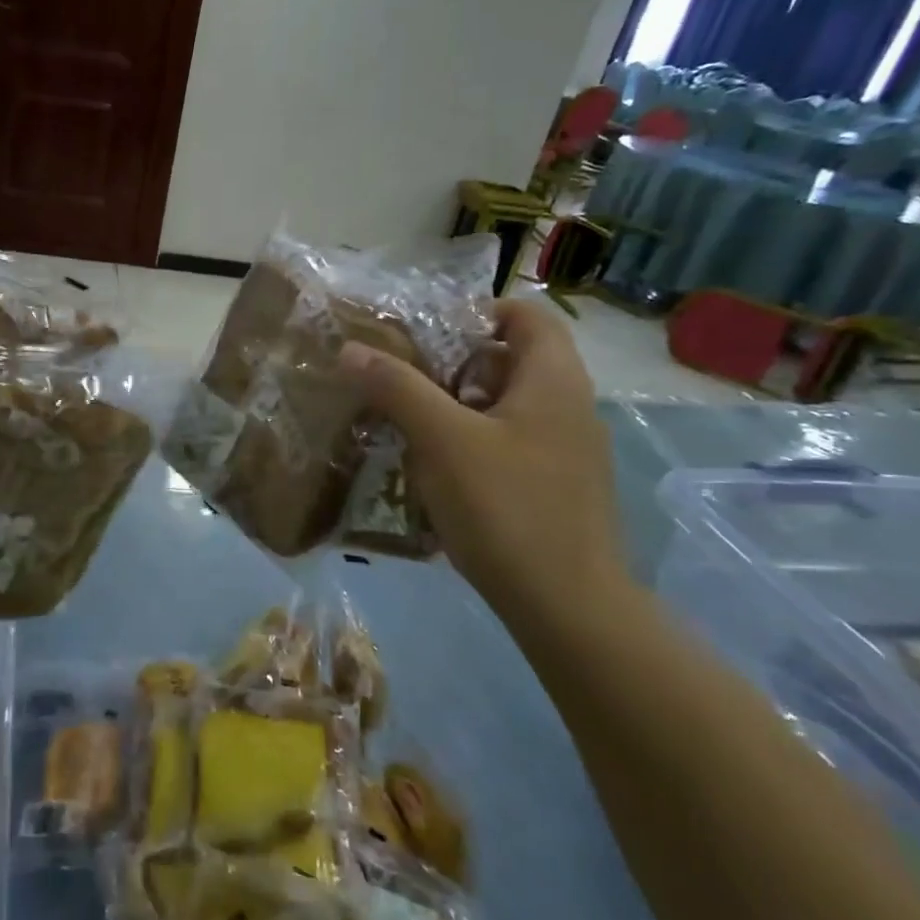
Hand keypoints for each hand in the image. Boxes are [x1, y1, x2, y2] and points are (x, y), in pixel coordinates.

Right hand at [343, 298, 629, 618]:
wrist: (568, 608)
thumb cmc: (507, 508)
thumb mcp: (442, 440)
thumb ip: (397, 388)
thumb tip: (350, 349)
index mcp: (554, 380)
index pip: (525, 314)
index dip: (476, 311)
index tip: (424, 333)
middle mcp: (569, 406)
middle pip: (509, 359)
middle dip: (452, 363)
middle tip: (404, 378)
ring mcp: (567, 450)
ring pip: (505, 404)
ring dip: (457, 405)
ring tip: (408, 422)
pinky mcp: (556, 486)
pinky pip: (509, 442)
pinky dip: (472, 441)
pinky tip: (436, 470)